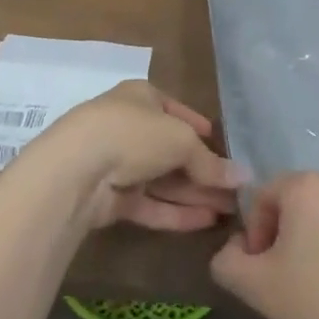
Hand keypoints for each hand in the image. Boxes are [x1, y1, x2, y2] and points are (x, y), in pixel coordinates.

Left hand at [16, 80, 243, 232]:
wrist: (75, 171)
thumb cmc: (133, 134)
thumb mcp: (182, 140)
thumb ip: (210, 162)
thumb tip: (243, 177)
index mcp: (140, 97)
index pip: (174, 110)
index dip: (198, 126)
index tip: (220, 142)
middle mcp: (127, 127)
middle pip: (171, 150)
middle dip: (204, 170)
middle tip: (235, 189)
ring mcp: (116, 164)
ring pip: (162, 180)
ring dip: (195, 194)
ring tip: (229, 210)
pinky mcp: (109, 199)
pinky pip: (149, 204)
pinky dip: (176, 212)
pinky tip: (206, 221)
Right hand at [211, 171, 318, 318]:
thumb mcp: (254, 286)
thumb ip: (227, 259)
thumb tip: (238, 247)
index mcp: (308, 185)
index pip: (263, 197)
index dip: (256, 235)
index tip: (264, 273)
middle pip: (296, 202)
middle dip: (285, 235)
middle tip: (288, 279)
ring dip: (314, 240)